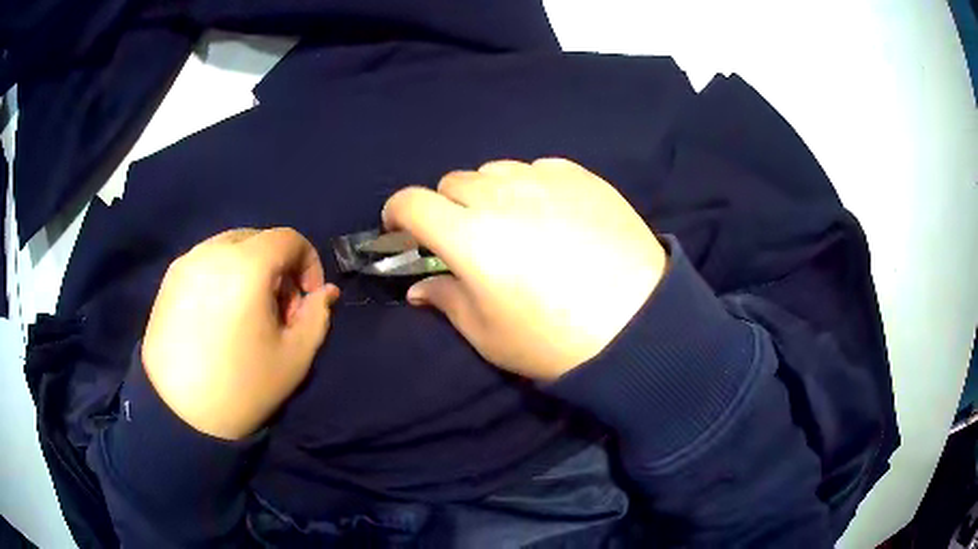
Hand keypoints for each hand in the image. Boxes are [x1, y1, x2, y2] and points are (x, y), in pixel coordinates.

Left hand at [142, 228, 339, 439]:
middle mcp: (213, 252)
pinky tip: (220, 316)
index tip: (308, 298)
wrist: (178, 415)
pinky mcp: (169, 279)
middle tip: (278, 310)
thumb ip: (317, 317)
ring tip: (248, 314)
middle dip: (279, 267)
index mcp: (247, 266)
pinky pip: (207, 261)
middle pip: (259, 239)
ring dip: (251, 269)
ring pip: (231, 248)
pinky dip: (224, 275)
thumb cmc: (242, 389)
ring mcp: (186, 262)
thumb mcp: (294, 358)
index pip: (289, 238)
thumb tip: (325, 292)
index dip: (309, 262)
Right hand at [383, 159, 665, 380]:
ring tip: (513, 223)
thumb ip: (445, 300)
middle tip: (466, 237)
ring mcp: (546, 180)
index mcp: (470, 237)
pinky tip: (551, 214)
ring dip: (489, 193)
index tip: (401, 229)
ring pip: (495, 171)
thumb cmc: (555, 341)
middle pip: (452, 182)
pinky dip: (530, 186)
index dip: (397, 212)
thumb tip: (419, 285)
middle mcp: (502, 197)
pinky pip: (538, 169)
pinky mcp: (582, 176)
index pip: (412, 203)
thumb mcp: (488, 335)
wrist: (640, 327)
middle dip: (446, 207)